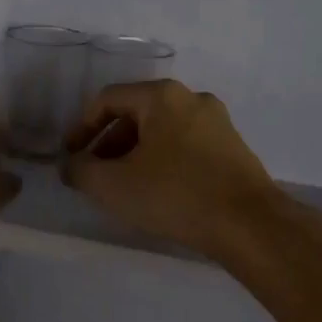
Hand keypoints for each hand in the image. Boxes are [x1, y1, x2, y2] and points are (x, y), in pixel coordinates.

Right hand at [61, 80, 286, 260]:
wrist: (250, 225)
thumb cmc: (175, 194)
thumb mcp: (113, 185)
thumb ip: (81, 170)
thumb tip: (71, 165)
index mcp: (162, 96)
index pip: (108, 100)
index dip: (82, 127)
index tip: (71, 156)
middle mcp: (191, 99)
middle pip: (136, 114)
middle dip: (109, 144)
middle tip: (95, 174)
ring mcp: (217, 123)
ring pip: (162, 131)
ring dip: (135, 154)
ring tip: (124, 187)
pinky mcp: (233, 148)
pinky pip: (185, 146)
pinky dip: (163, 162)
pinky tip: (158, 192)